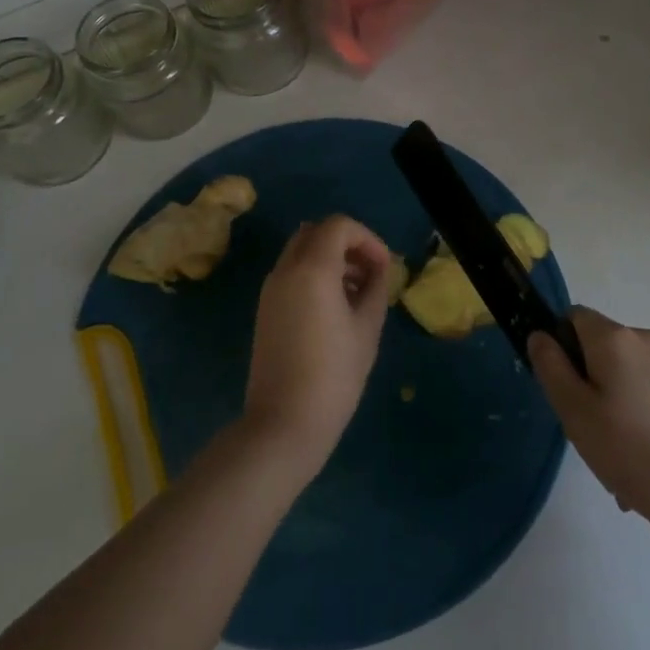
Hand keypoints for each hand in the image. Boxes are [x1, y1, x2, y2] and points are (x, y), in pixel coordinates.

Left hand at [243, 216, 393, 478]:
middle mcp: (285, 270)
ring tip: (357, 294)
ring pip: (301, 251)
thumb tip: (378, 269)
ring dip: (330, 259)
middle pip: (316, 232)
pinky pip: (291, 273)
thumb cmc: (334, 375)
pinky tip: (334, 308)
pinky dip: (314, 274)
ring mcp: (270, 289)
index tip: (384, 267)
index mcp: (312, 269)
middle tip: (370, 274)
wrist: (284, 423)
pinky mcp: (265, 309)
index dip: (367, 238)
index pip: (338, 225)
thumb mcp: (367, 329)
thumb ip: (376, 288)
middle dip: (347, 244)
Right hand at [528, 308, 649, 537]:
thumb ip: (551, 367)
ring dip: (610, 410)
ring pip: (622, 377)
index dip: (559, 347)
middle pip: (598, 350)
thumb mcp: (576, 413)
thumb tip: (540, 335)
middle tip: (587, 434)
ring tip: (616, 463)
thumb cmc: (637, 453)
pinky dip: (636, 420)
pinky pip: (647, 395)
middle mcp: (646, 339)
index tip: (562, 391)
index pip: (572, 317)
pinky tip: (641, 466)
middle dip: (585, 385)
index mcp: (615, 337)